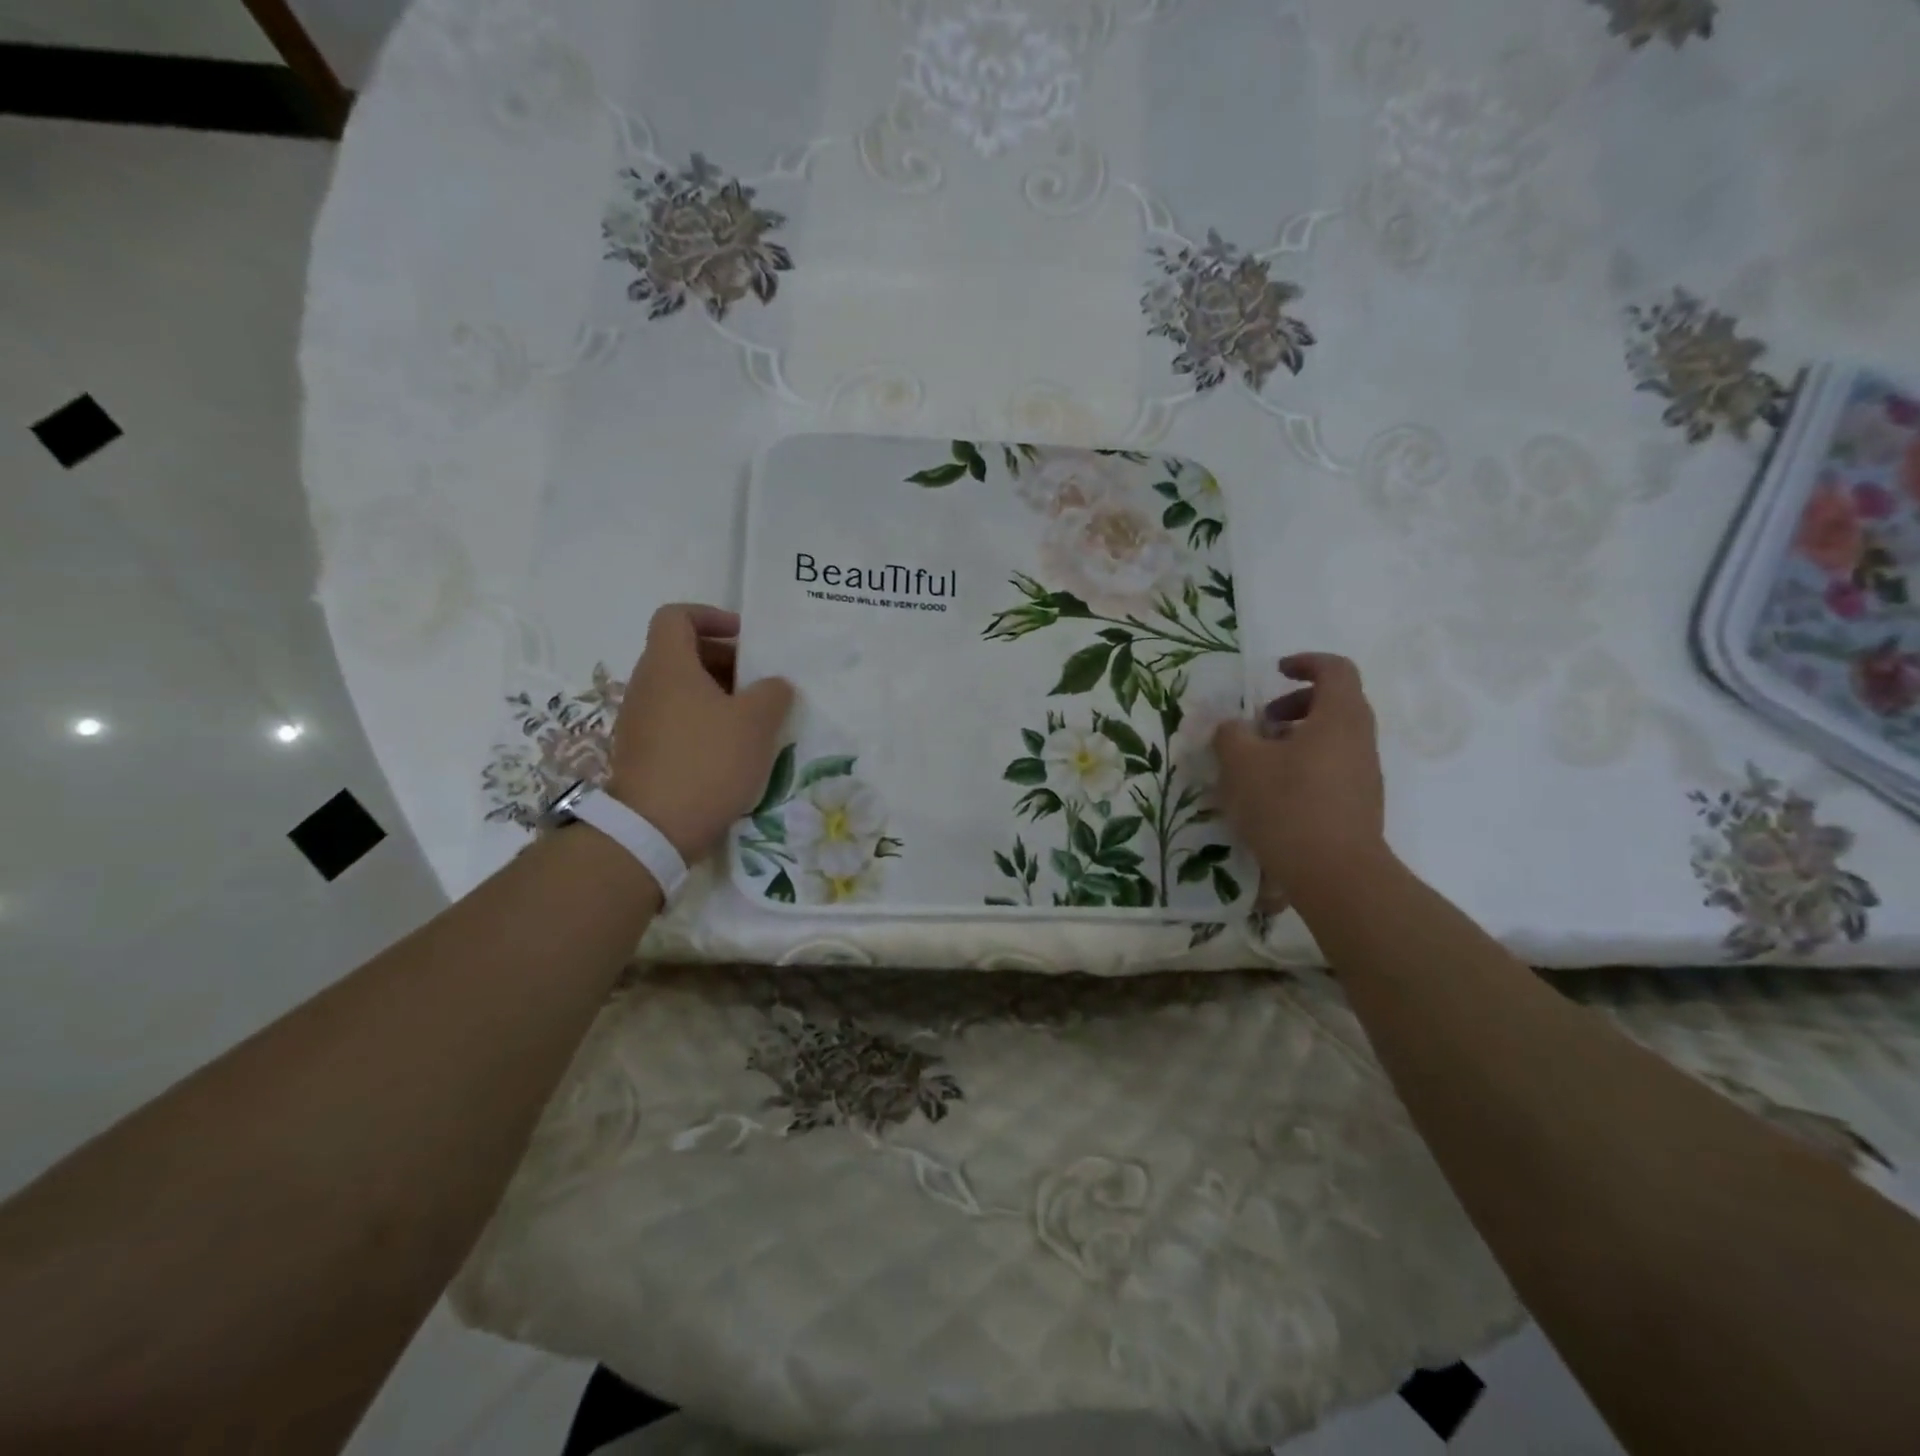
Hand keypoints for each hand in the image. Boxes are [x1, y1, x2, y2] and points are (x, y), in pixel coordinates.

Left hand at [605, 604, 793, 861]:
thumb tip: (773, 685)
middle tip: (759, 683)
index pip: (677, 616)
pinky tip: (732, 751)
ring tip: (753, 720)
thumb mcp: (755, 723)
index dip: (711, 616)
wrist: (654, 829)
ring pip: (681, 690)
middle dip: (724, 660)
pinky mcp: (642, 753)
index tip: (744, 637)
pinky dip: (704, 723)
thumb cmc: (707, 762)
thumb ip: (773, 693)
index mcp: (668, 666)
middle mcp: (646, 686)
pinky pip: (676, 721)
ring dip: (718, 695)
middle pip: (682, 653)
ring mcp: (640, 721)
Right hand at [1212, 653, 1386, 901]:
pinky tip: (1274, 794)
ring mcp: (1365, 773)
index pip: (1335, 669)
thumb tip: (1233, 727)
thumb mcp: (1242, 763)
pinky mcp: (1360, 803)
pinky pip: (1333, 767)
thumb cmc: (1288, 805)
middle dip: (1294, 705)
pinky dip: (1305, 765)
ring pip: (1333, 737)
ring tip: (1260, 762)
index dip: (1305, 662)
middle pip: (1335, 703)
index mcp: (1340, 716)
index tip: (1275, 672)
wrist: (1335, 874)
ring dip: (1296, 738)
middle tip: (1261, 722)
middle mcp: (1360, 738)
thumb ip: (1231, 734)